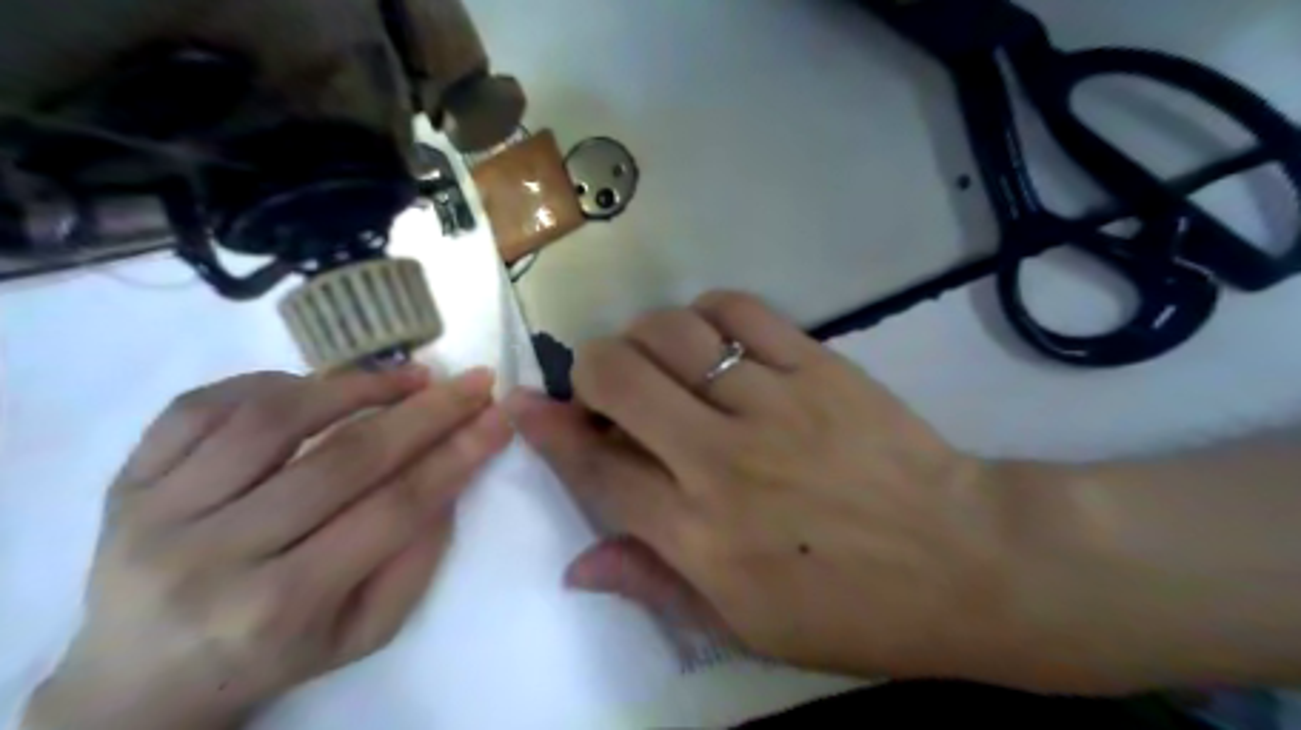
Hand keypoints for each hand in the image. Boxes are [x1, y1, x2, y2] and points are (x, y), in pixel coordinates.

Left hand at [23, 367, 514, 728]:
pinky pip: (200, 407)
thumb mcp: (363, 633)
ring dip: (355, 384)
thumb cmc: (271, 657)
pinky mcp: (122, 482)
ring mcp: (156, 514)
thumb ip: (415, 559)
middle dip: (425, 412)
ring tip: (407, 375)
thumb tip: (451, 477)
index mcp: (279, 607)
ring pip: (271, 419)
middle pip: (343, 459)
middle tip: (472, 382)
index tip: (500, 416)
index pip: (392, 510)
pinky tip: (318, 386)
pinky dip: (272, 382)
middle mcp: (213, 557)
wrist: (137, 682)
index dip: (456, 456)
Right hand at [509, 292, 1016, 683]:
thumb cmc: (852, 609)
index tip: (523, 405)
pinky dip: (707, 312)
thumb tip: (578, 564)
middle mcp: (721, 460)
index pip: (595, 468)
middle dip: (589, 371)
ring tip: (658, 360)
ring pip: (671, 333)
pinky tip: (710, 335)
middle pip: (617, 379)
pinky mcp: (819, 366)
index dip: (547, 432)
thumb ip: (655, 586)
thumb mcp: (744, 628)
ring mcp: (772, 404)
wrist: (965, 560)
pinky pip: (740, 310)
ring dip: (644, 338)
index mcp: (699, 536)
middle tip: (604, 385)